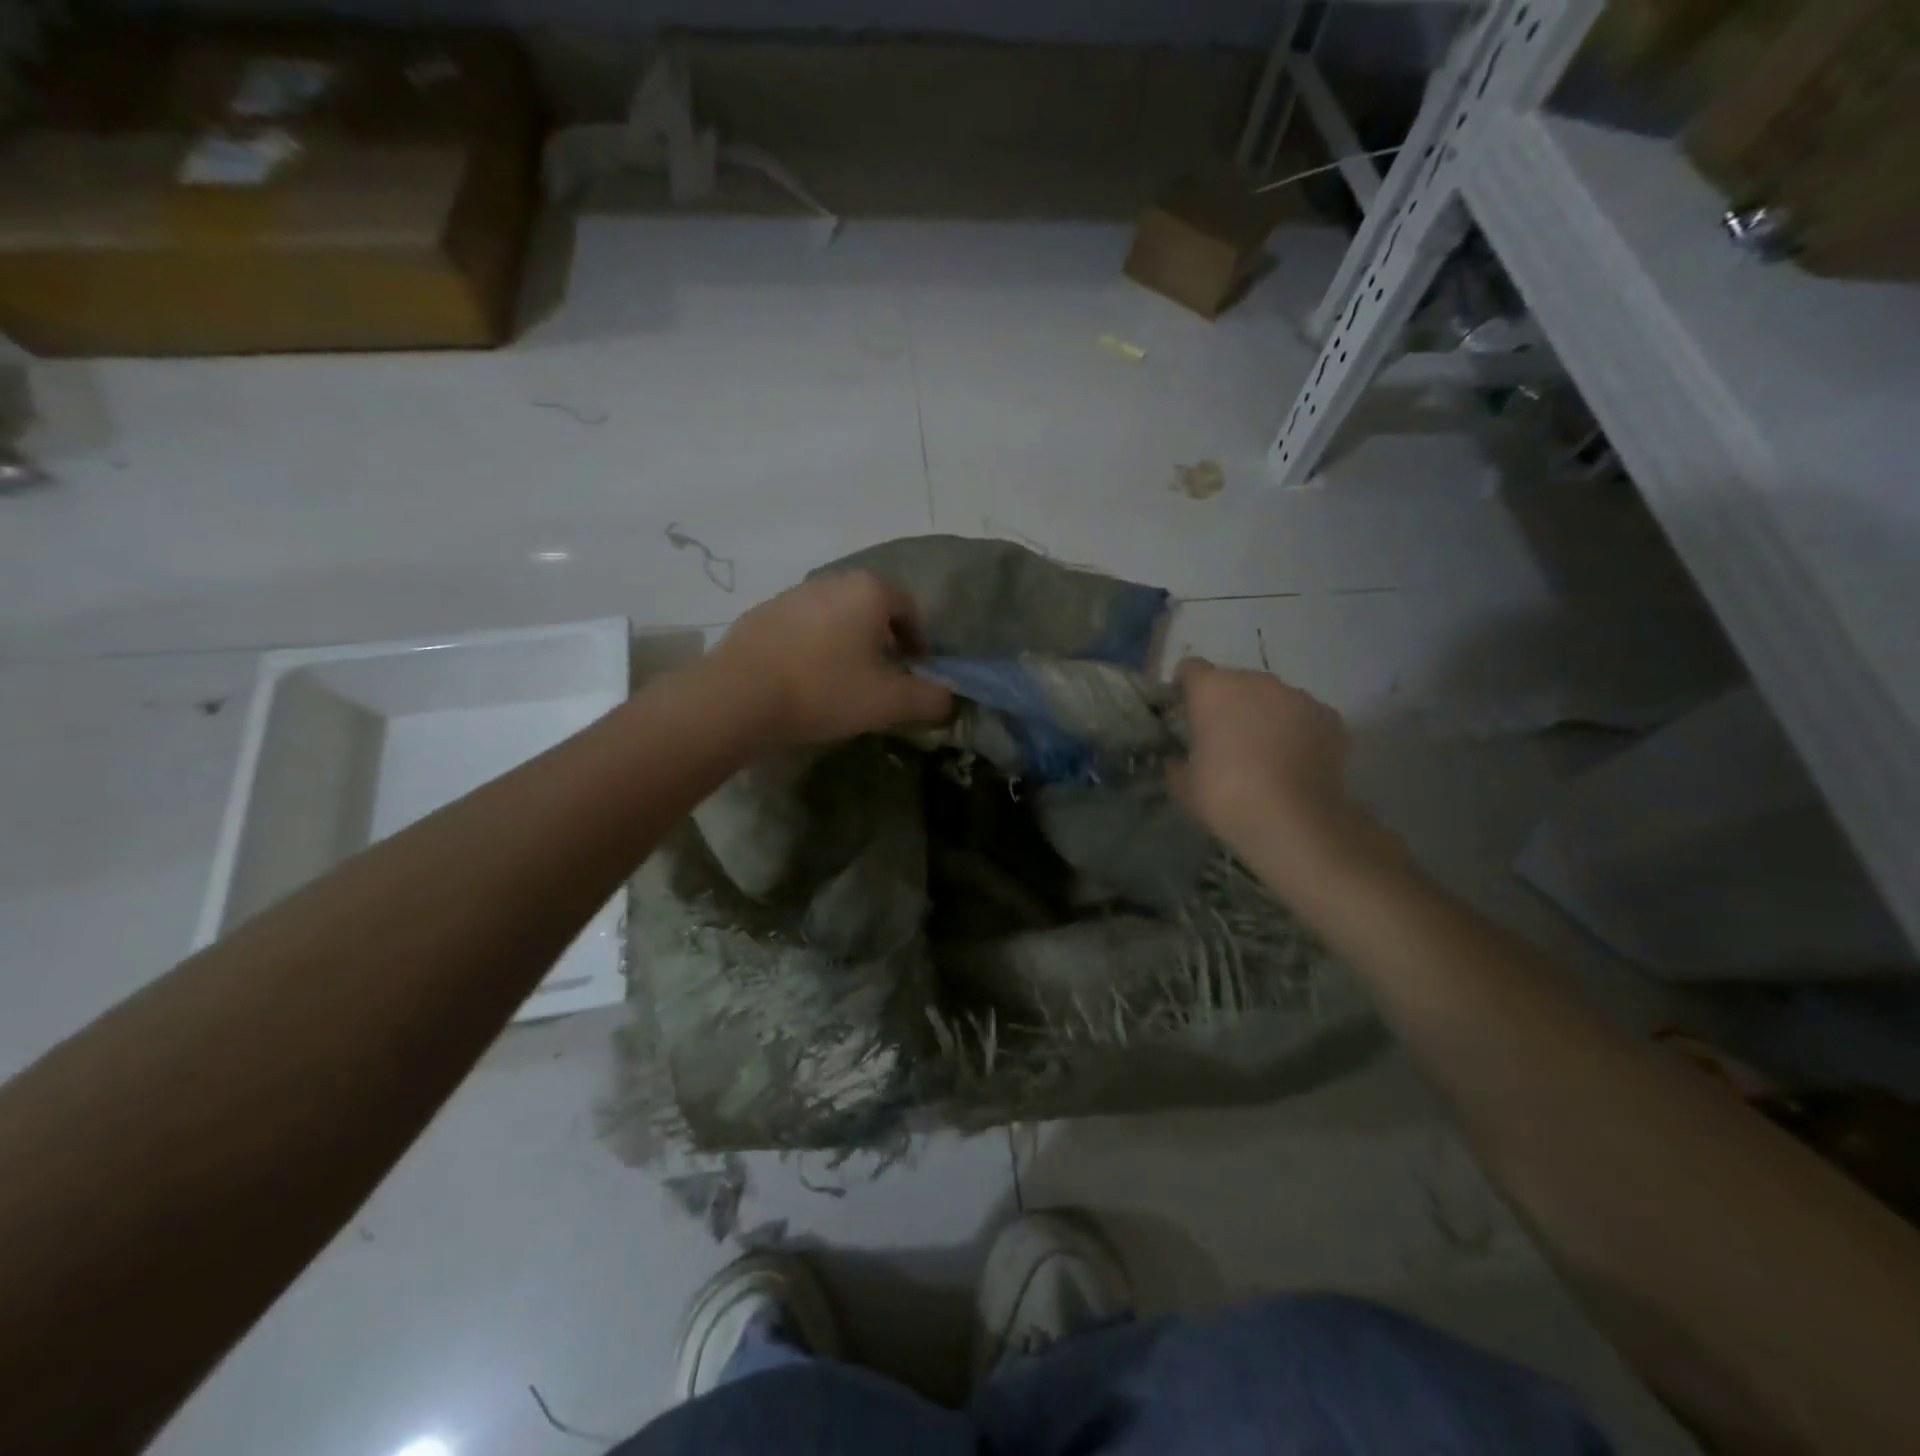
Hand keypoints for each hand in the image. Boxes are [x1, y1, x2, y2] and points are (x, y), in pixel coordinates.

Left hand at [702, 571, 953, 743]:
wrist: (739, 695)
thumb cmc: (825, 690)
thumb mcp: (889, 701)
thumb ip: (930, 698)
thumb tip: (949, 697)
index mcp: (869, 591)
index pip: (909, 608)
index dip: (919, 641)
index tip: (916, 670)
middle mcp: (833, 581)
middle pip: (872, 607)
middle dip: (884, 638)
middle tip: (883, 675)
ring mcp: (792, 594)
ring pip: (836, 615)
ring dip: (848, 642)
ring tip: (843, 679)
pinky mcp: (762, 613)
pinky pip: (803, 627)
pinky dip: (814, 646)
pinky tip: (805, 679)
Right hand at [1171, 657, 1394, 880]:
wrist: (1293, 821)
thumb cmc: (1225, 797)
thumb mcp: (1183, 786)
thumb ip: (1176, 763)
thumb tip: (1177, 758)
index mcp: (1213, 690)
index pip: (1190, 669)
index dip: (1185, 689)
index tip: (1184, 714)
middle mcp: (1256, 681)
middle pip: (1235, 682)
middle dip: (1228, 705)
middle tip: (1223, 741)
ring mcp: (1297, 696)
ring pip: (1272, 698)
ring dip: (1264, 717)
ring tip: (1263, 755)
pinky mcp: (1329, 717)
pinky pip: (1304, 717)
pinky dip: (1296, 732)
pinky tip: (1294, 763)